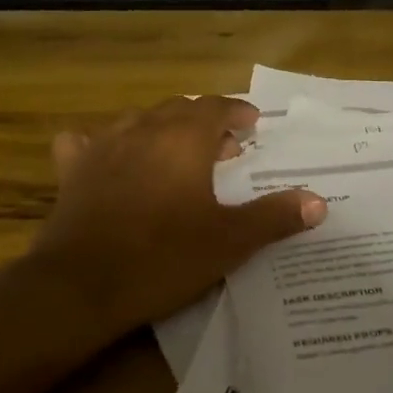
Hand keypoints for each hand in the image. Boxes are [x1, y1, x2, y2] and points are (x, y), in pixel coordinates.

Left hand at [25, 95, 325, 336]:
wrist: (83, 285)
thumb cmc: (164, 257)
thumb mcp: (230, 241)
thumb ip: (274, 216)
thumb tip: (319, 202)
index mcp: (184, 139)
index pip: (216, 107)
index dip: (237, 112)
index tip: (252, 124)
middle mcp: (144, 130)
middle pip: (179, 109)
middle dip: (204, 121)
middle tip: (224, 148)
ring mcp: (103, 147)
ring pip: (138, 120)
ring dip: (162, 128)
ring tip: (176, 152)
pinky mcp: (73, 170)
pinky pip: (86, 142)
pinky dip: (103, 144)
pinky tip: (109, 158)